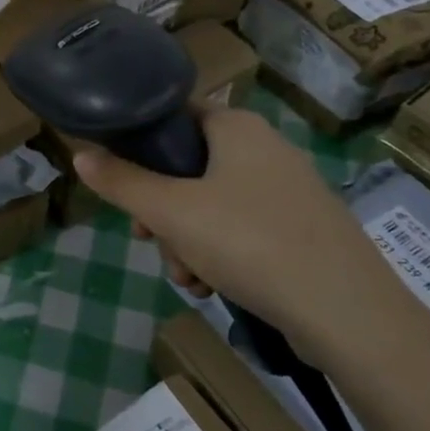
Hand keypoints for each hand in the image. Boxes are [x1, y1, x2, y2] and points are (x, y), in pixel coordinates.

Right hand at [72, 107, 429, 370]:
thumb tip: (79, 154)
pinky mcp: (306, 229)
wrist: (349, 315)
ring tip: (189, 279)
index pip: (173, 116)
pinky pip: (244, 229)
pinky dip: (222, 254)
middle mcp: (266, 147)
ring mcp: (291, 190)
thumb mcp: (170, 212)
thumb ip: (121, 182)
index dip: (140, 148)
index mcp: (237, 127)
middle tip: (150, 242)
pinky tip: (214, 288)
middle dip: (162, 212)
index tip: (124, 186)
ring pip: (213, 204)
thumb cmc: (249, 243)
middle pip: (188, 168)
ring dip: (187, 241)